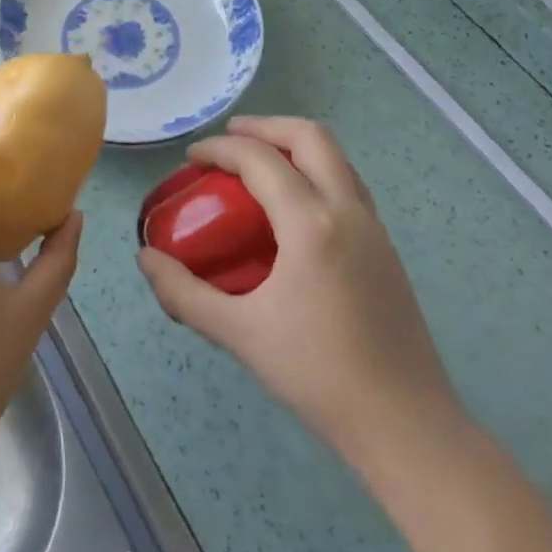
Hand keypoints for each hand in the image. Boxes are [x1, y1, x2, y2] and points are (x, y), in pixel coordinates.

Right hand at [137, 115, 466, 478]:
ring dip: (295, 147)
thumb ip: (184, 293)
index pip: (260, 159)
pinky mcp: (386, 250)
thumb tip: (145, 259)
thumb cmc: (317, 375)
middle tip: (229, 138)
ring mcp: (374, 228)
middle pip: (311, 137)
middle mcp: (348, 211)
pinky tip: (292, 210)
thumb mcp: (239, 334)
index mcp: (311, 224)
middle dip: (266, 126)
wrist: (406, 425)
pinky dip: (315, 173)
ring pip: (337, 158)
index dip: (220, 149)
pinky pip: (347, 186)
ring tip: (258, 165)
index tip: (192, 158)